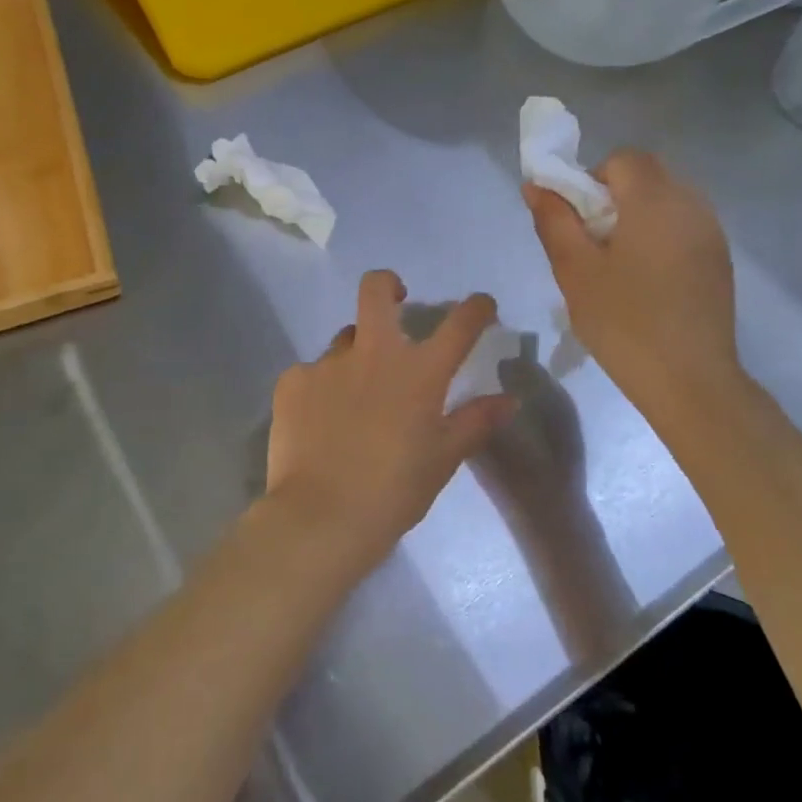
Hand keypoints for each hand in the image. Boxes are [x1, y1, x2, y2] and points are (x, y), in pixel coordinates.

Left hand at [265, 271, 515, 566]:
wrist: (320, 516)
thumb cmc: (393, 492)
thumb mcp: (443, 459)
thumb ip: (476, 422)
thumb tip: (509, 399)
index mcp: (418, 373)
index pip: (458, 324)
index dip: (475, 308)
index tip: (480, 306)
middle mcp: (373, 353)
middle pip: (376, 288)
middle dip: (388, 285)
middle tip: (395, 301)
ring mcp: (327, 363)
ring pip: (345, 340)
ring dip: (356, 355)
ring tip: (353, 397)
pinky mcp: (292, 380)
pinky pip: (312, 373)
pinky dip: (321, 389)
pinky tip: (319, 422)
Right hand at [524, 151, 747, 429]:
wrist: (690, 380)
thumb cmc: (623, 322)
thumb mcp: (575, 271)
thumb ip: (554, 221)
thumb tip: (535, 185)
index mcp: (655, 202)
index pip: (624, 159)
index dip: (593, 177)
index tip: (578, 218)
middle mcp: (691, 205)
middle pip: (648, 174)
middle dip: (614, 195)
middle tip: (592, 242)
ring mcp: (712, 232)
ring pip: (668, 199)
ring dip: (637, 214)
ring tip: (618, 262)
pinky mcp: (719, 258)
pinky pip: (684, 224)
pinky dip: (659, 234)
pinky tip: (646, 278)